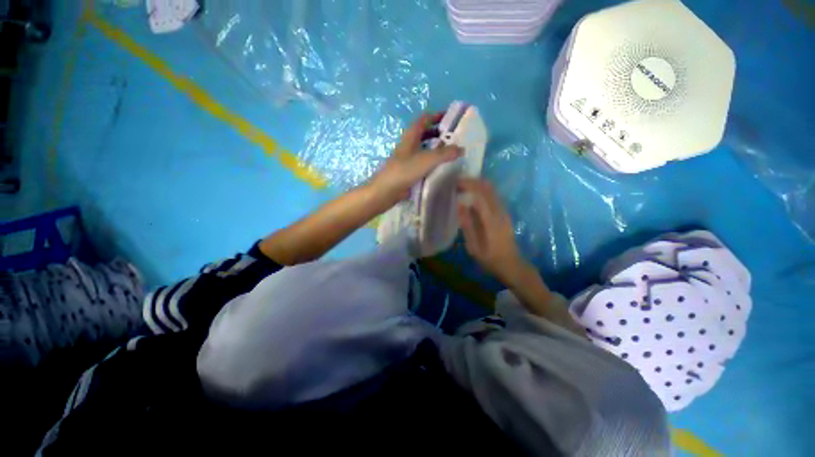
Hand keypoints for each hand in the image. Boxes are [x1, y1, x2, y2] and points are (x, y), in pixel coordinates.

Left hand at [369, 113, 461, 207]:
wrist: (387, 190)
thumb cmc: (405, 171)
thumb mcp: (426, 159)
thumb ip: (445, 153)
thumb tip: (461, 149)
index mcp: (410, 137)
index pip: (424, 119)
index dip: (436, 115)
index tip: (451, 117)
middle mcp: (408, 146)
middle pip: (424, 134)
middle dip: (438, 133)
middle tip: (453, 138)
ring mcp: (407, 159)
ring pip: (423, 149)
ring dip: (435, 149)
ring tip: (450, 153)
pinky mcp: (408, 171)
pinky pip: (422, 163)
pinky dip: (431, 163)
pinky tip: (440, 169)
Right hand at [457, 178, 527, 284]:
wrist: (512, 265)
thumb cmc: (490, 259)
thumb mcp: (474, 247)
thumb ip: (467, 226)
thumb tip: (460, 205)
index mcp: (491, 221)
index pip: (480, 195)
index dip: (468, 186)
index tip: (455, 183)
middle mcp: (500, 212)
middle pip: (488, 188)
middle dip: (473, 181)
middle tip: (458, 181)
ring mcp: (504, 212)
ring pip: (492, 190)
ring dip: (478, 184)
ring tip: (463, 186)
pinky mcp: (505, 214)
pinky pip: (494, 196)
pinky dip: (483, 190)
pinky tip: (473, 194)